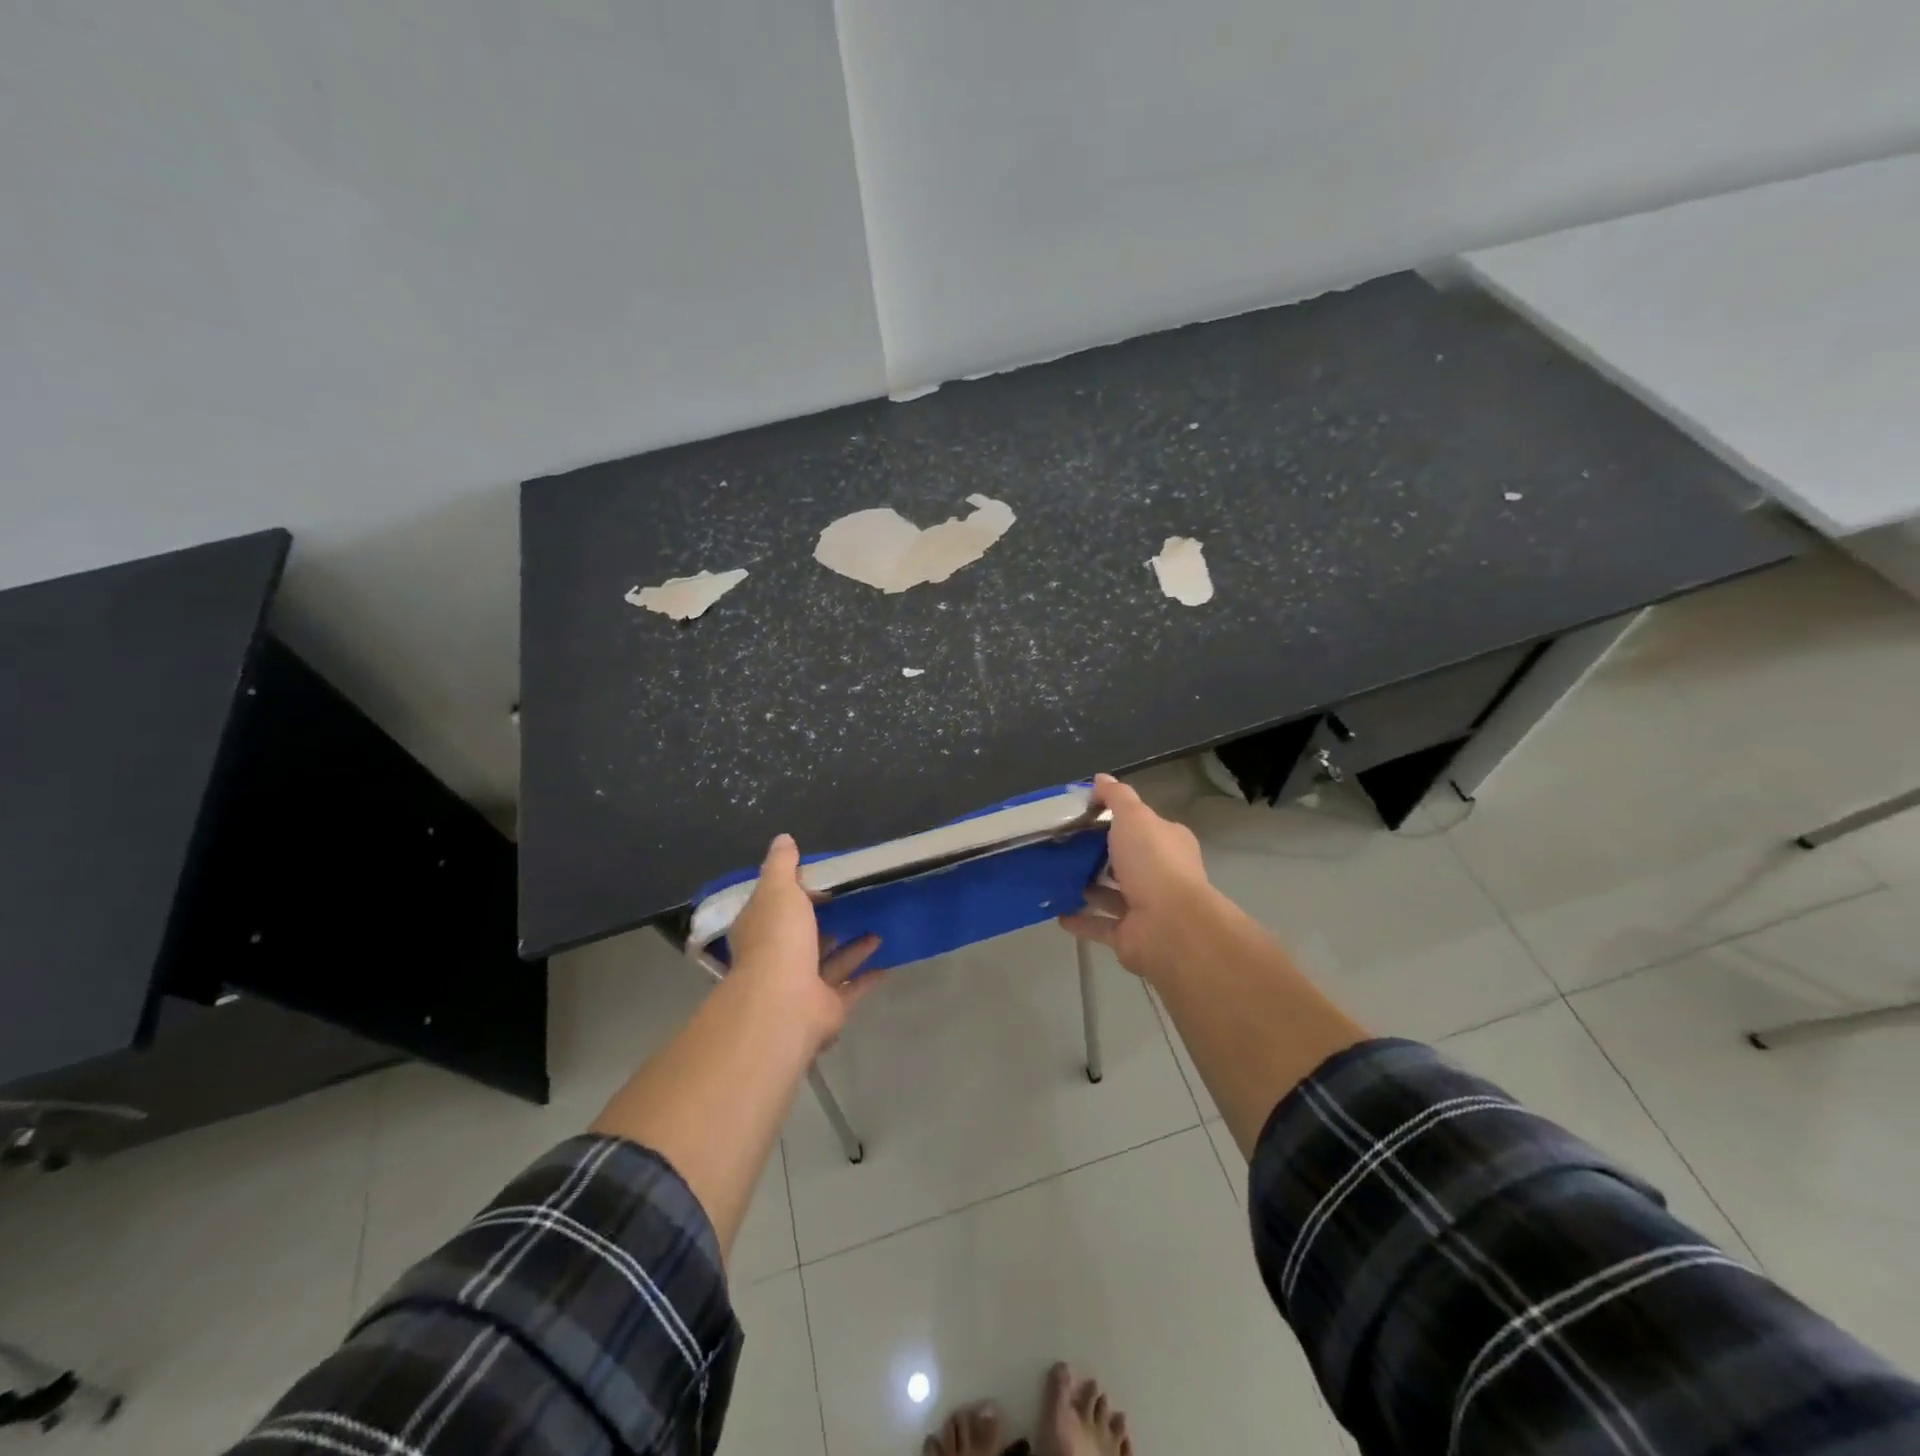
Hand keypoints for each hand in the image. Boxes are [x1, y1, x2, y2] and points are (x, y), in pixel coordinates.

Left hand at [727, 833, 882, 1047]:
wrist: (785, 1003)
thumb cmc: (778, 939)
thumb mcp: (778, 889)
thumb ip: (782, 865)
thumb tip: (783, 839)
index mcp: (760, 929)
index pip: (773, 906)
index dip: (794, 893)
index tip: (821, 879)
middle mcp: (777, 958)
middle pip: (804, 936)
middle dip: (828, 921)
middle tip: (856, 902)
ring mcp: (802, 985)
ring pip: (831, 962)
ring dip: (854, 946)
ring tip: (879, 926)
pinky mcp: (826, 1007)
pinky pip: (851, 989)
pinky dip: (868, 977)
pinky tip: (888, 964)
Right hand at [1059, 774, 1217, 981]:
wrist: (1169, 926)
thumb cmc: (1153, 863)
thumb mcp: (1134, 816)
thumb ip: (1116, 797)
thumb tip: (1100, 779)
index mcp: (1168, 843)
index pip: (1141, 826)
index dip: (1115, 819)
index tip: (1082, 815)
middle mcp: (1160, 874)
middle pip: (1125, 860)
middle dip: (1098, 854)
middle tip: (1061, 845)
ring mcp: (1145, 908)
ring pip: (1111, 894)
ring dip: (1087, 887)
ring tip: (1054, 876)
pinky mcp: (1129, 936)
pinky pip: (1099, 925)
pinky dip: (1080, 919)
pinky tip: (1056, 912)